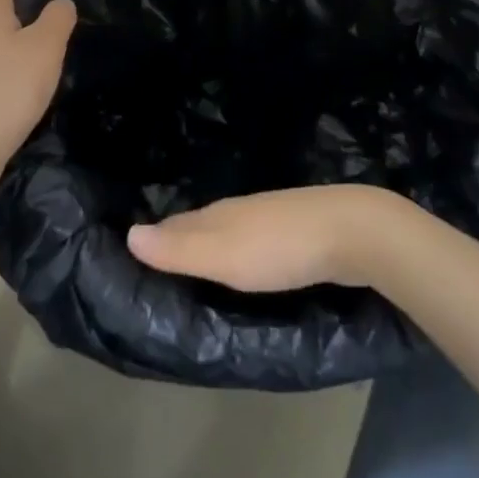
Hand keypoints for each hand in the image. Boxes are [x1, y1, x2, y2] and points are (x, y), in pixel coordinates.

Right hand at [126, 184, 405, 291]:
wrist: (350, 232)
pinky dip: (237, 253)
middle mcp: (238, 211)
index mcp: (219, 215)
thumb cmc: (281, 246)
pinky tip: (242, 266)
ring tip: (193, 266)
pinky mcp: (293, 233)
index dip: (153, 238)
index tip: (129, 253)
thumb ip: (179, 250)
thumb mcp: (224, 255)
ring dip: (208, 247)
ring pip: (227, 232)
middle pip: (198, 225)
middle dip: (177, 240)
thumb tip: (128, 234)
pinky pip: (252, 242)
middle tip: (153, 263)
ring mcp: (268, 218)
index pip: (175, 225)